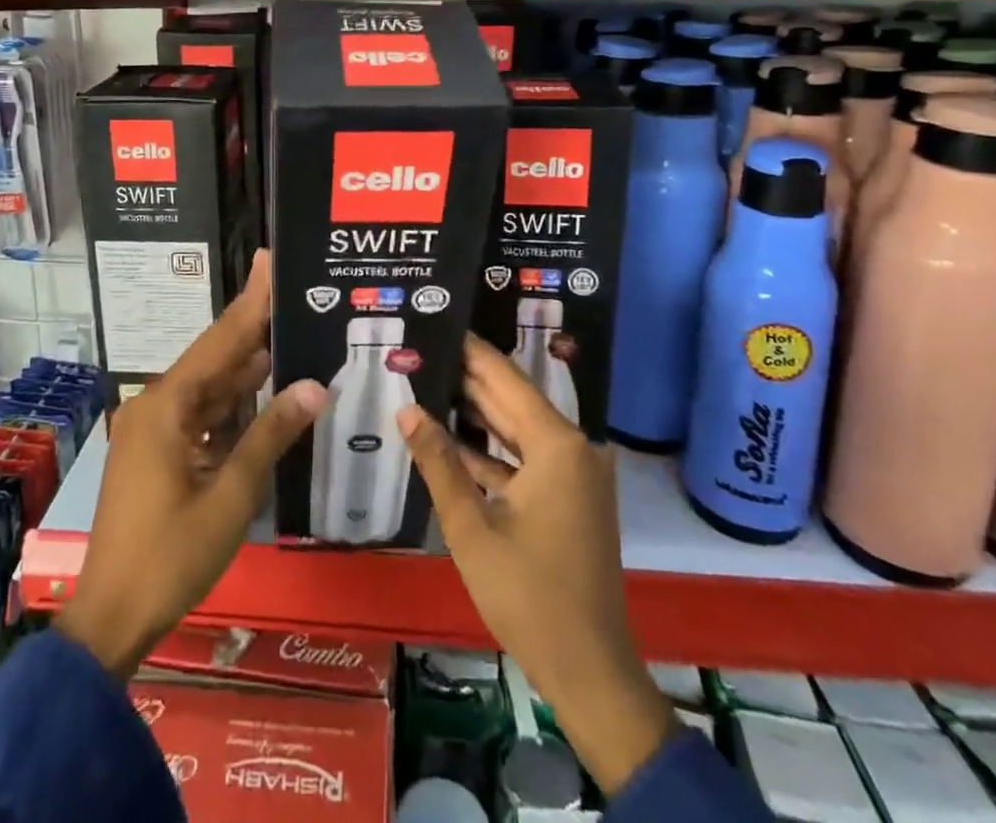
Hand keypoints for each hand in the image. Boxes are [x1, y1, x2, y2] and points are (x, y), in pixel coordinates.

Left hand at [58, 252, 326, 679]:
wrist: (111, 618)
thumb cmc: (170, 557)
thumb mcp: (230, 497)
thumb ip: (271, 435)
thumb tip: (315, 386)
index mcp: (167, 406)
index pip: (220, 340)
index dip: (250, 301)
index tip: (269, 260)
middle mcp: (156, 405)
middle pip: (214, 358)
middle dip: (254, 329)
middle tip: (294, 297)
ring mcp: (154, 429)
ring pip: (209, 388)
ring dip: (246, 370)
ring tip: (290, 335)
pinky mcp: (156, 452)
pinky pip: (200, 415)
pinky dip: (231, 406)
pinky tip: (263, 392)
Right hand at [398, 335, 672, 795]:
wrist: (589, 671)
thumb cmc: (528, 595)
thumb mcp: (471, 527)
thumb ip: (439, 462)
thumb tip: (406, 409)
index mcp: (557, 445)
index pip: (505, 378)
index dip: (469, 351)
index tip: (437, 324)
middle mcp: (573, 448)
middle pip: (512, 399)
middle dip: (467, 377)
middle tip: (422, 350)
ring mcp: (574, 475)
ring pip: (516, 429)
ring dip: (475, 412)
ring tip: (427, 382)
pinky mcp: (569, 499)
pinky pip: (524, 458)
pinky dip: (491, 450)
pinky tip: (450, 437)